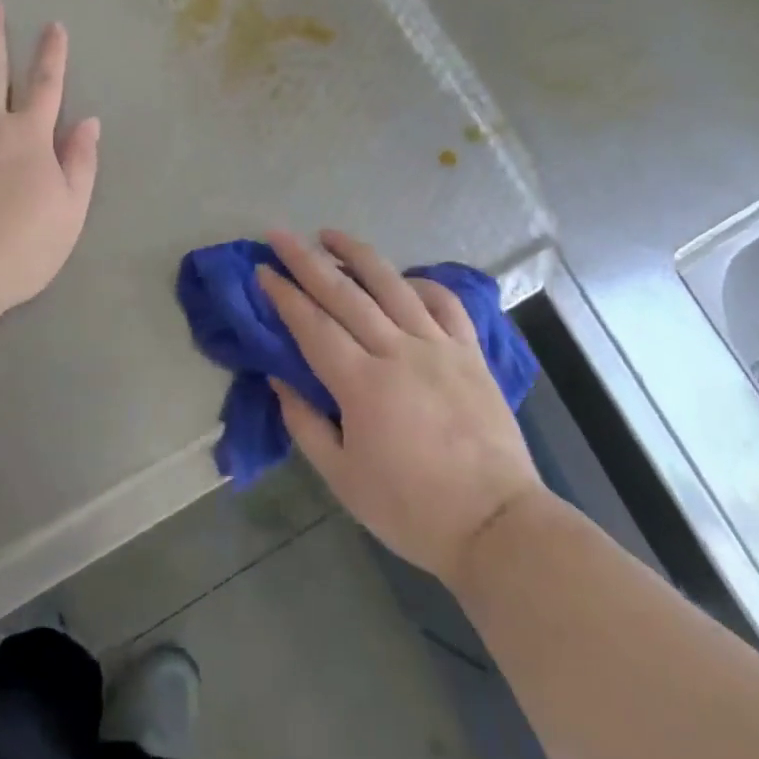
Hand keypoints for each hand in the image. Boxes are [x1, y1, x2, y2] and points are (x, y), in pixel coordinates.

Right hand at [260, 229, 544, 589]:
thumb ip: (305, 424)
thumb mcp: (342, 478)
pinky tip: (401, 278)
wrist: (496, 525)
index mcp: (362, 385)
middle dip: (307, 260)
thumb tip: (278, 379)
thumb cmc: (411, 509)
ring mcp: (438, 346)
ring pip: (392, 285)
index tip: (262, 269)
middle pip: (345, 293)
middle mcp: (398, 352)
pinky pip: (444, 302)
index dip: (284, 295)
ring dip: (357, 254)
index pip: (313, 325)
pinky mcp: (470, 352)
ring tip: (330, 233)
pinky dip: (420, 283)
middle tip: (280, 235)